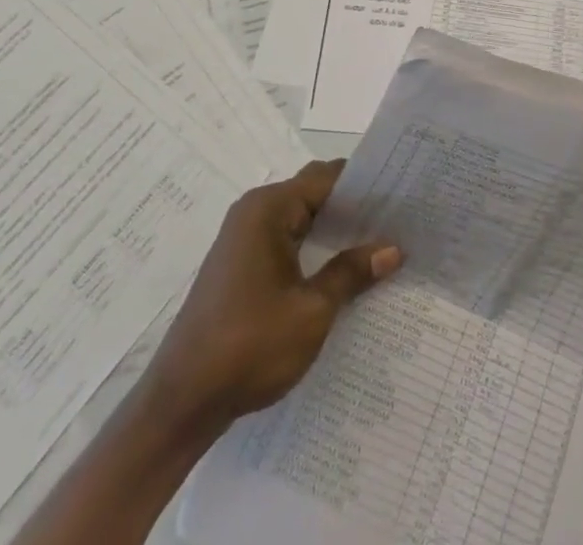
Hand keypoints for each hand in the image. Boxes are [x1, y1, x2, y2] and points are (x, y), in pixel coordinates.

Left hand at [143, 160, 400, 433]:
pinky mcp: (241, 267)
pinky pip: (287, 241)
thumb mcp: (312, 311)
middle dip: (353, 207)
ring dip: (334, 231)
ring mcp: (244, 240)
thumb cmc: (248, 347)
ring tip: (379, 244)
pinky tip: (342, 271)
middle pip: (313, 194)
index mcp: (268, 209)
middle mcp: (254, 213)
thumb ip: (351, 273)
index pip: (327, 178)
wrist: (180, 404)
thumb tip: (393, 248)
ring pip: (301, 220)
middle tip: (398, 219)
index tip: (402, 191)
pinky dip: (315, 250)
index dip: (364, 183)